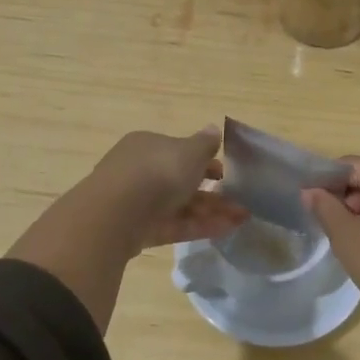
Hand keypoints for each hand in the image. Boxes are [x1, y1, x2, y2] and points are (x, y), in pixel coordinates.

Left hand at [88, 128, 248, 250]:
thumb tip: (214, 129)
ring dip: (212, 211)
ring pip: (180, 205)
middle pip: (181, 180)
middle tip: (239, 201)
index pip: (178, 151)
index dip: (204, 161)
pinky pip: (174, 225)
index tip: (225, 173)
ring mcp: (138, 202)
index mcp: (148, 145)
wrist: (117, 214)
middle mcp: (140, 170)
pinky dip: (198, 227)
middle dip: (212, 191)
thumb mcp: (189, 152)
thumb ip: (205, 144)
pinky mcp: (139, 230)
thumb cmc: (158, 171)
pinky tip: (225, 231)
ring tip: (242, 219)